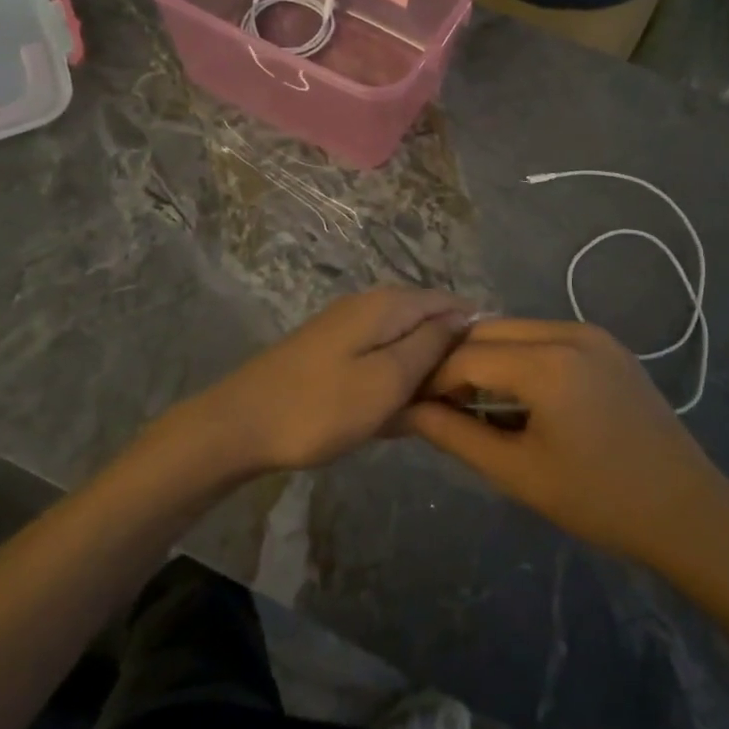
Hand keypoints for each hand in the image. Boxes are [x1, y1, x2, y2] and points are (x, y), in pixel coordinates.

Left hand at [180, 288, 471, 472]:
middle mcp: (369, 306)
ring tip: (427, 415)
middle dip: (447, 358)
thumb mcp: (387, 379)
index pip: (449, 302)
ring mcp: (346, 329)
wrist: (238, 426)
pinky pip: (377, 361)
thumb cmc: (320, 407)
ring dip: (418, 377)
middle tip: (460, 404)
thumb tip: (463, 316)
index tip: (490, 373)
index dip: (474, 332)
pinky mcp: (330, 353)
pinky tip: (391, 417)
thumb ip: (430, 345)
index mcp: (388, 305)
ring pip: (402, 345)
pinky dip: (391, 385)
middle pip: (426, 322)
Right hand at [405, 318, 728, 565]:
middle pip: (488, 331)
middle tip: (440, 403)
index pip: (466, 356)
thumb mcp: (518, 473)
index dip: (433, 380)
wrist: (686, 510)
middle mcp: (568, 332)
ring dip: (487, 357)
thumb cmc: (599, 500)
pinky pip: (545, 336)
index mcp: (548, 363)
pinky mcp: (607, 344)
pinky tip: (516, 394)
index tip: (413, 406)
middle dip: (456, 362)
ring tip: (474, 402)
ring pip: (515, 329)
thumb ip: (456, 435)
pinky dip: (519, 356)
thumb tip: (408, 410)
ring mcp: (592, 333)